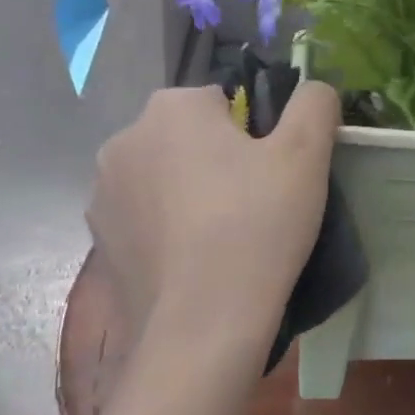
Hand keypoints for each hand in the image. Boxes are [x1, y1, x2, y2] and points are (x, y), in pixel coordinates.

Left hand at [85, 83, 339, 365]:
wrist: (202, 326)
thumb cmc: (257, 226)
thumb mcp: (306, 154)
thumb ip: (314, 103)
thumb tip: (313, 89)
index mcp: (171, 107)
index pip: (224, 101)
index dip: (256, 135)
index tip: (271, 175)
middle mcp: (124, 139)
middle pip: (189, 137)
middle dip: (219, 159)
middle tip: (255, 205)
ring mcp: (103, 193)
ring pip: (165, 177)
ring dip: (190, 192)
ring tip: (226, 238)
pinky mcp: (99, 241)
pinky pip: (145, 218)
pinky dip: (168, 229)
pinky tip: (195, 263)